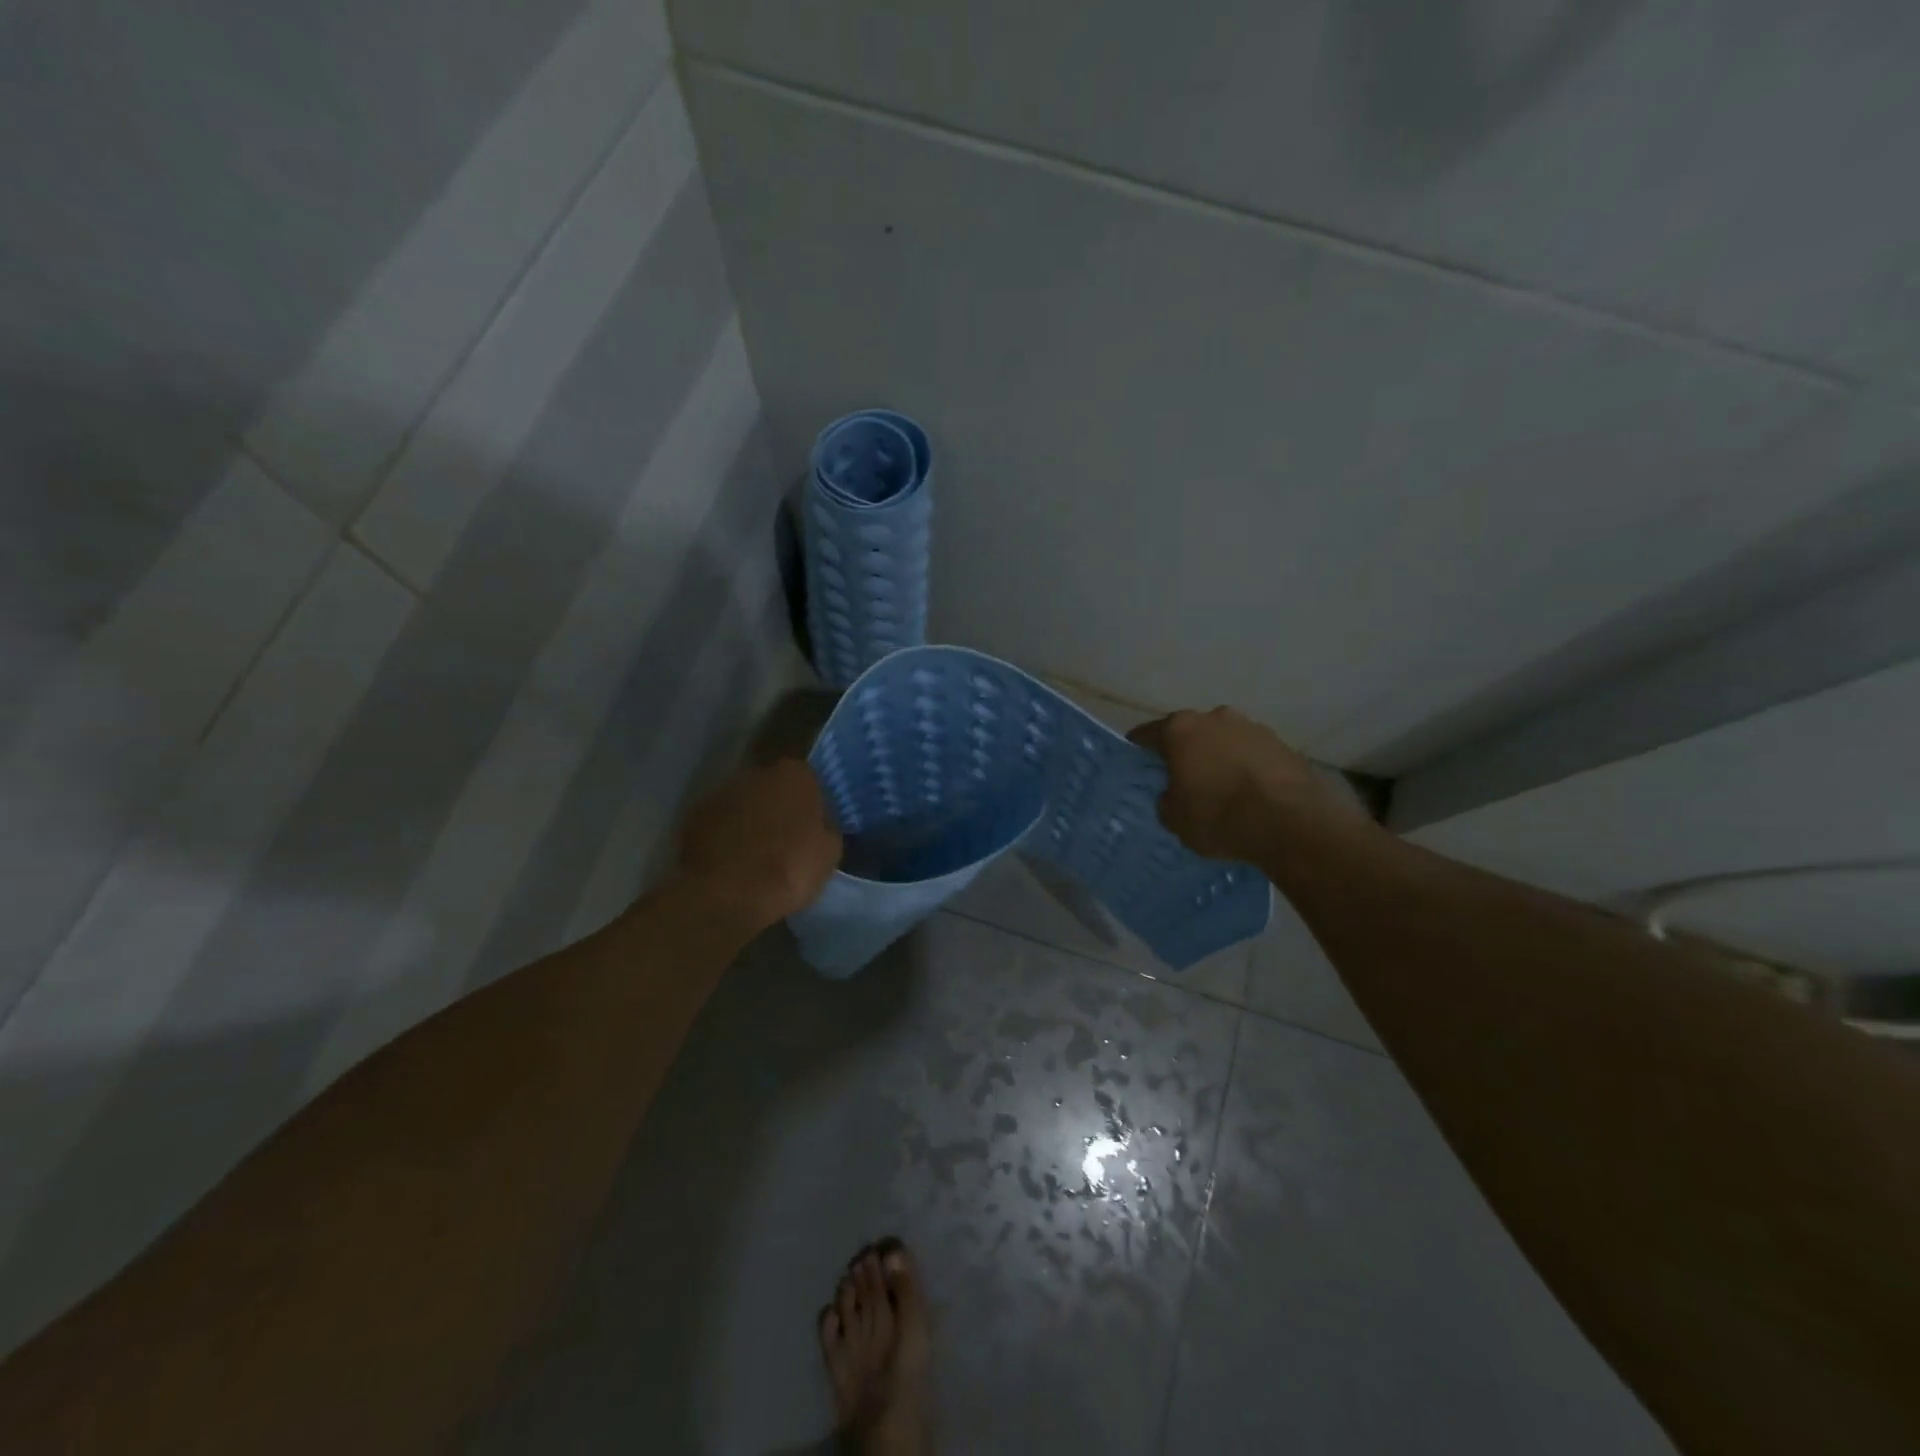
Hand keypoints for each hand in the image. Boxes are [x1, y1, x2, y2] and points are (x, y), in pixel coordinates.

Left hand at [675, 759, 842, 930]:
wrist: (727, 895)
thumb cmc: (789, 869)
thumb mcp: (829, 852)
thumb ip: (826, 826)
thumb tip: (819, 823)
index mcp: (794, 775)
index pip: (809, 781)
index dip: (811, 805)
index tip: (812, 827)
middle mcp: (756, 773)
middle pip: (773, 787)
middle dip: (778, 807)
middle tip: (785, 839)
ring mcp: (721, 792)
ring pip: (744, 804)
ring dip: (750, 820)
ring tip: (756, 854)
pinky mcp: (695, 816)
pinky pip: (720, 823)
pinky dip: (726, 836)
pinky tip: (731, 861)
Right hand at [1128, 707, 1366, 862]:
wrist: (1290, 823)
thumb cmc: (1219, 817)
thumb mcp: (1175, 819)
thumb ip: (1167, 800)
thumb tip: (1174, 794)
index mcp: (1182, 729)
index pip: (1150, 733)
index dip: (1140, 747)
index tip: (1137, 758)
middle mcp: (1216, 718)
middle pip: (1192, 732)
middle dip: (1186, 751)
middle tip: (1182, 777)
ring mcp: (1254, 728)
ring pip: (1226, 741)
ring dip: (1220, 757)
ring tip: (1221, 787)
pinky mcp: (1284, 745)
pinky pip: (1254, 755)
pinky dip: (1248, 768)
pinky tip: (1250, 793)